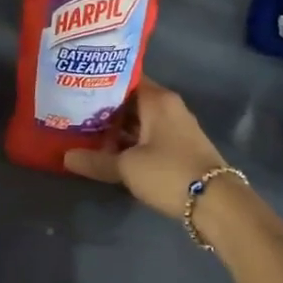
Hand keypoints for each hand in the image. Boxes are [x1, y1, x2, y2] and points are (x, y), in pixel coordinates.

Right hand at [63, 79, 231, 220]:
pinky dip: (131, 141)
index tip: (76, 86)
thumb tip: (66, 157)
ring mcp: (177, 127)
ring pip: (140, 120)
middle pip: (131, 100)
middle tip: (73, 112)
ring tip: (84, 132)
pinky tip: (111, 152)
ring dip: (117, 128)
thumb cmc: (169, 172)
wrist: (216, 202)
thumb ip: (96, 160)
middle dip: (104, 108)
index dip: (100, 82)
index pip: (125, 79)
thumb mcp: (127, 167)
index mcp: (157, 99)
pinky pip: (149, 136)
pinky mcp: (180, 148)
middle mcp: (169, 107)